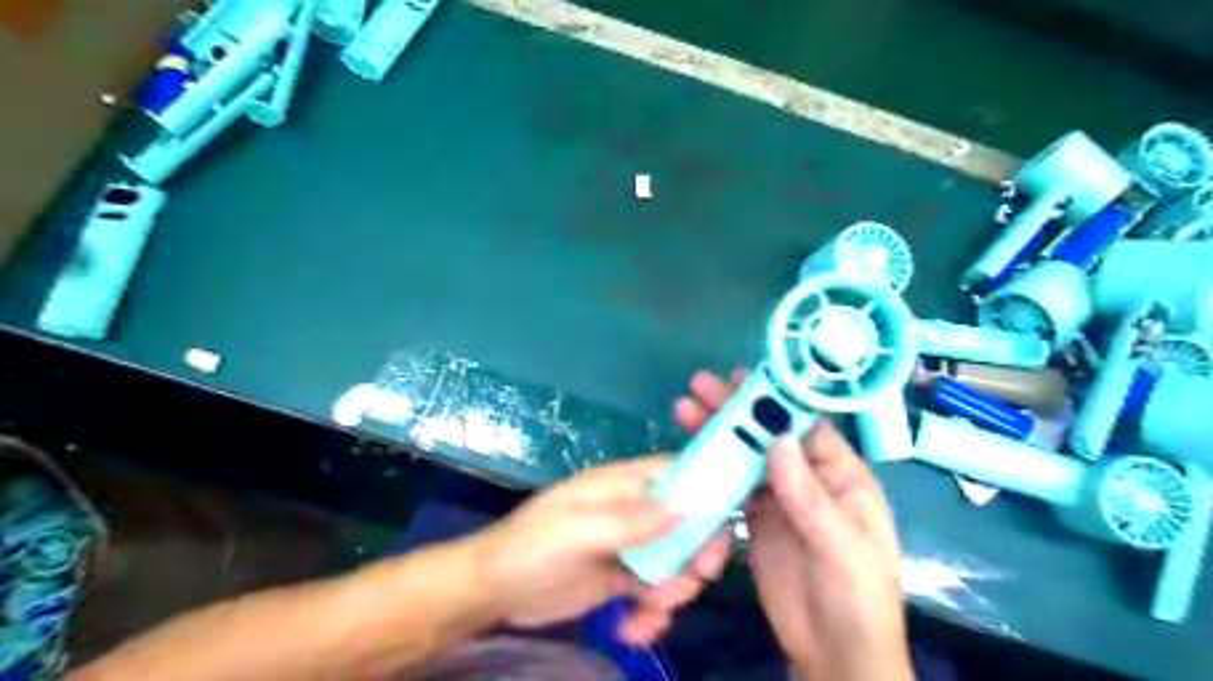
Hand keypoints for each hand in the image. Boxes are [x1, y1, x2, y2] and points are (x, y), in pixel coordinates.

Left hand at [475, 454, 729, 645]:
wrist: (493, 590)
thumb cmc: (533, 546)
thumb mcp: (580, 529)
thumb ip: (631, 519)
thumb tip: (686, 507)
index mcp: (622, 484)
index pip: (677, 475)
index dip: (705, 493)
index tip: (721, 528)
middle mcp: (632, 510)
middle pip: (686, 522)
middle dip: (695, 553)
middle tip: (690, 583)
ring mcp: (628, 545)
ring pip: (675, 562)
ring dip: (674, 590)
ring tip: (651, 611)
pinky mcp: (621, 579)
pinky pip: (655, 593)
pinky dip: (653, 614)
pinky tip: (632, 630)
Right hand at [673, 369, 908, 680]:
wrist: (834, 653)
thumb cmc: (857, 597)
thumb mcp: (843, 545)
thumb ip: (810, 494)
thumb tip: (777, 439)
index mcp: (841, 475)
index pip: (805, 426)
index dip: (774, 401)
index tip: (740, 379)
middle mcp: (808, 478)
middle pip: (768, 435)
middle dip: (735, 410)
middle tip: (699, 387)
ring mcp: (779, 498)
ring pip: (745, 457)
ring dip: (717, 435)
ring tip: (685, 411)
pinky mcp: (756, 519)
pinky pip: (732, 487)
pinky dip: (711, 470)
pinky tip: (689, 455)